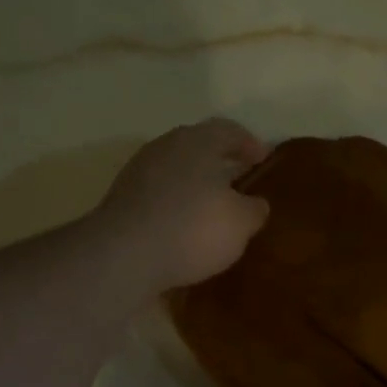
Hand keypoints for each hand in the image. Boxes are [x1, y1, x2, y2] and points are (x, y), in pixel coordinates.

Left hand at [92, 119, 271, 291]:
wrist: (124, 256)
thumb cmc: (193, 229)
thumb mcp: (241, 223)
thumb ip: (254, 209)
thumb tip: (255, 204)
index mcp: (198, 142)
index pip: (229, 130)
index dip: (250, 143)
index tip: (263, 159)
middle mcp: (166, 147)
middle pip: (198, 146)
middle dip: (220, 161)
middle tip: (239, 179)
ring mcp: (139, 172)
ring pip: (176, 169)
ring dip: (195, 183)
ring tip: (213, 206)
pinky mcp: (122, 199)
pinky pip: (159, 194)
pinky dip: (176, 203)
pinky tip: (185, 225)